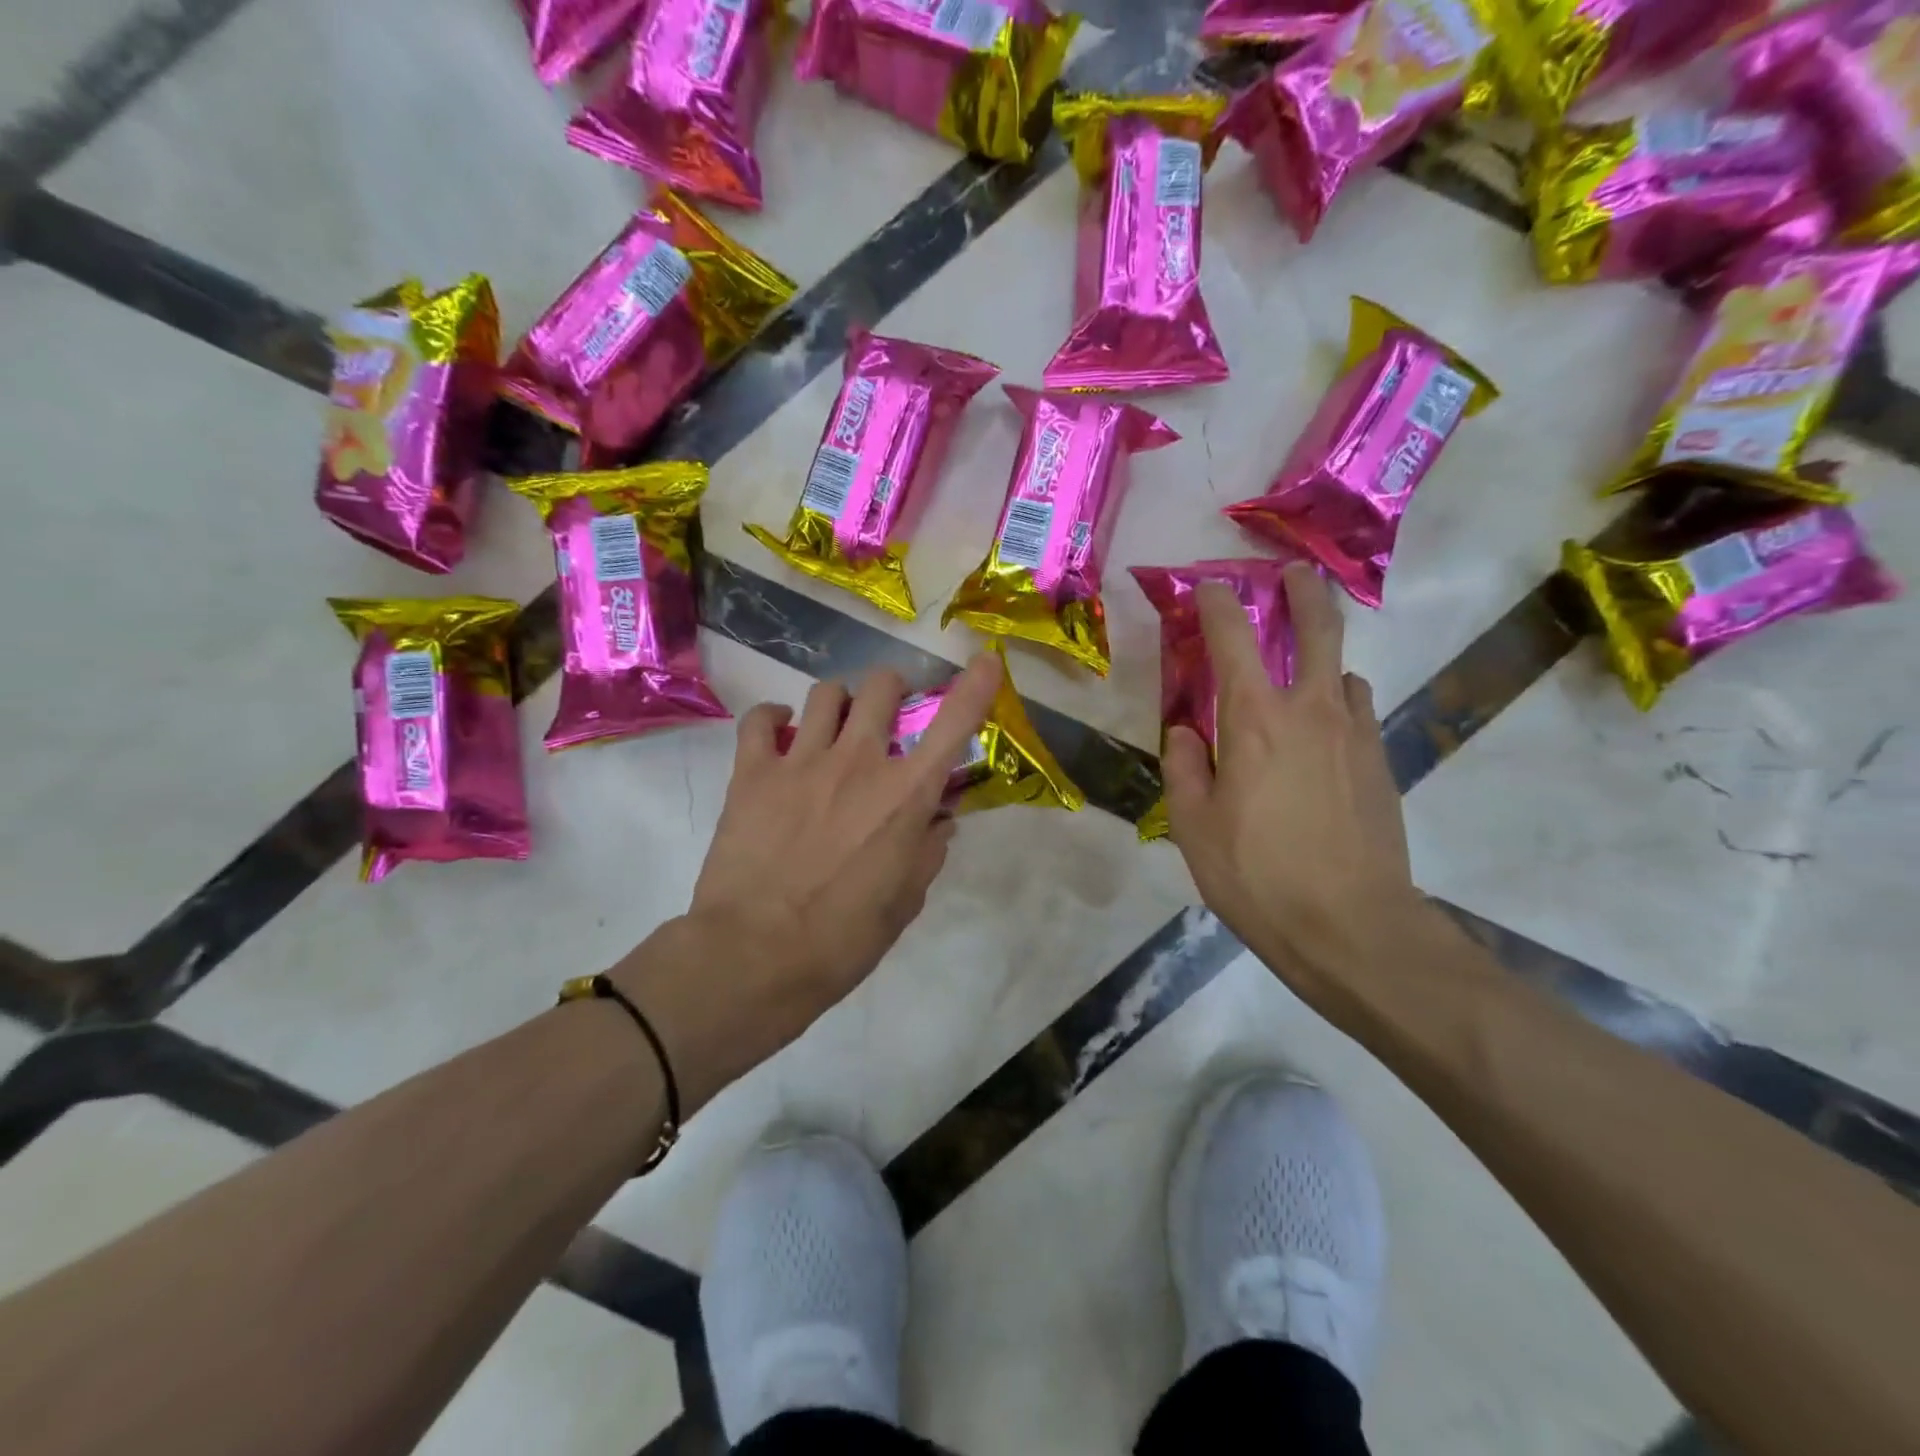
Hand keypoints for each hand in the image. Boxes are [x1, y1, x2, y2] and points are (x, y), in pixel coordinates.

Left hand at [612, 653, 1002, 1109]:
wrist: (754, 957)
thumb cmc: (842, 940)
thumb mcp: (905, 902)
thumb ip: (927, 851)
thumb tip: (939, 821)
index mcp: (905, 796)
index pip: (953, 724)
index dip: (976, 686)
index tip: (987, 661)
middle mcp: (858, 762)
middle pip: (882, 686)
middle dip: (892, 690)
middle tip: (887, 713)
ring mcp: (801, 761)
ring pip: (826, 692)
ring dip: (839, 701)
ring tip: (833, 726)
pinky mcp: (752, 772)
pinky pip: (761, 718)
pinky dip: (774, 718)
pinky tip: (779, 733)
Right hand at [1163, 564, 1417, 1018]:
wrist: (1352, 927)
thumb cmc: (1257, 874)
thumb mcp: (1192, 826)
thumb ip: (1184, 766)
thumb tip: (1186, 731)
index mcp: (1254, 719)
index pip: (1232, 638)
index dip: (1216, 604)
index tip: (1207, 587)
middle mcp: (1311, 710)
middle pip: (1316, 628)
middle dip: (1303, 591)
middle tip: (1293, 573)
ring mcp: (1356, 734)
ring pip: (1344, 671)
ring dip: (1323, 658)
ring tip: (1303, 674)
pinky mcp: (1381, 763)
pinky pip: (1359, 712)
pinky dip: (1340, 703)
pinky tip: (1324, 734)